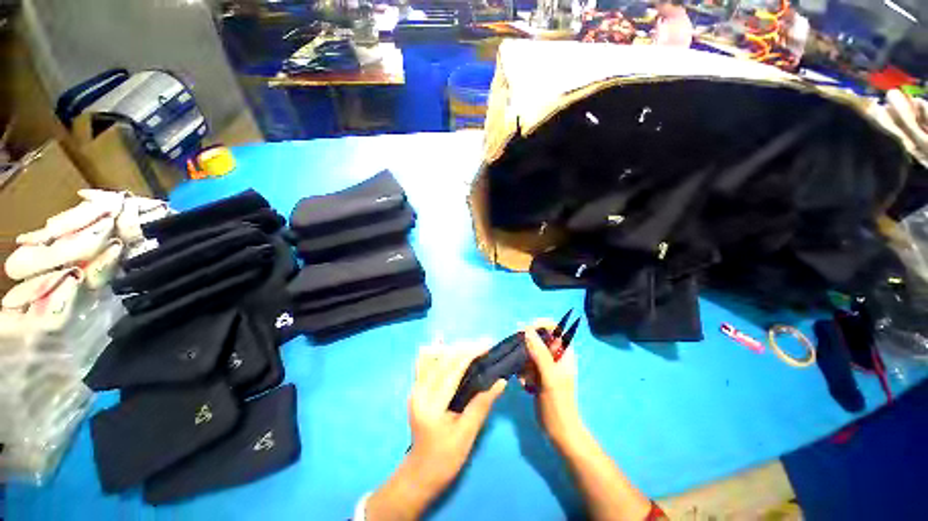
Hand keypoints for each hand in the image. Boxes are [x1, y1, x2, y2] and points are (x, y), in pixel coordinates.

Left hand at [366, 340, 506, 520]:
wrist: (420, 473)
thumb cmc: (445, 459)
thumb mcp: (467, 434)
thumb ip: (482, 404)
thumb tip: (501, 381)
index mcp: (431, 404)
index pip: (453, 370)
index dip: (471, 353)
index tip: (488, 345)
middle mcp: (419, 391)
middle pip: (443, 360)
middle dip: (465, 348)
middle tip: (485, 343)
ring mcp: (415, 389)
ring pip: (434, 359)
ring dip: (455, 349)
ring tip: (473, 346)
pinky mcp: (416, 389)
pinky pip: (426, 364)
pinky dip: (436, 352)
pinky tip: (441, 340)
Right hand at [520, 321, 584, 449]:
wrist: (559, 432)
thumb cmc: (558, 405)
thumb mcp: (549, 377)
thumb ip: (539, 353)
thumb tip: (527, 329)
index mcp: (564, 352)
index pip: (554, 327)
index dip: (540, 324)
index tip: (524, 330)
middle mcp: (555, 355)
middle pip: (538, 338)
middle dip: (527, 347)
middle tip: (520, 358)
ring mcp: (546, 365)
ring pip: (530, 351)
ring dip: (523, 362)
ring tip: (524, 377)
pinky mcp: (538, 374)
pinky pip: (526, 364)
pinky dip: (522, 372)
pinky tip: (524, 384)